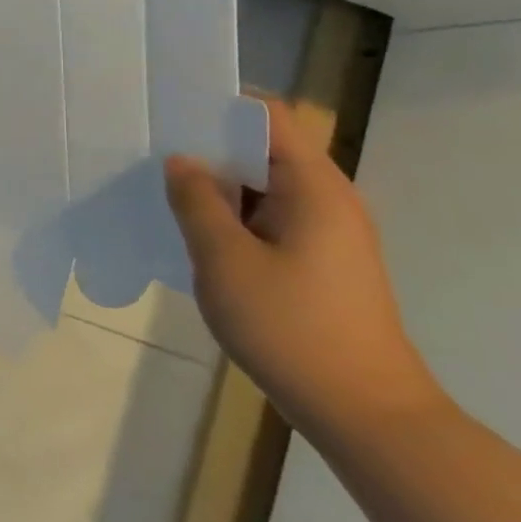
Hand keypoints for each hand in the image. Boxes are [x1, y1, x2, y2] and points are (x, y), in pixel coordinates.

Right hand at [164, 95, 443, 437]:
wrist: (366, 415)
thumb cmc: (292, 329)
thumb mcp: (225, 260)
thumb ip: (197, 202)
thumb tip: (181, 161)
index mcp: (313, 187)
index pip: (269, 116)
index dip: (220, 106)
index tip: (170, 113)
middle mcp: (328, 199)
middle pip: (265, 148)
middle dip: (210, 146)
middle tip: (153, 152)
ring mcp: (328, 233)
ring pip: (264, 186)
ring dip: (219, 186)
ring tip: (165, 190)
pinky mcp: (321, 262)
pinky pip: (270, 218)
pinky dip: (234, 216)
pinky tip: (198, 234)